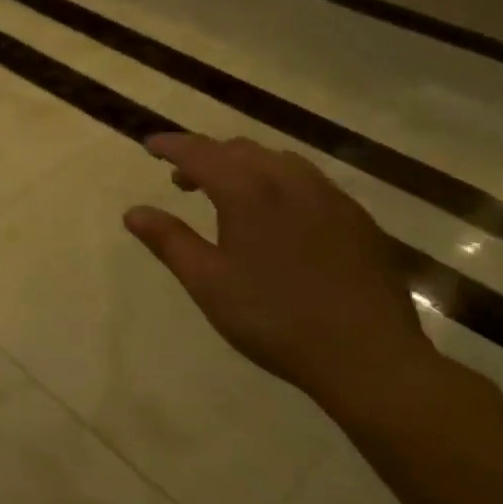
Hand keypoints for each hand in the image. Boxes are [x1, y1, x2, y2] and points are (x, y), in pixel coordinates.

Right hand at [123, 133, 438, 415]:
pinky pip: (310, 182)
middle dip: (206, 156)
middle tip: (183, 181)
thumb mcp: (207, 283)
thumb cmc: (274, 318)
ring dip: (245, 166)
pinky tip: (281, 216)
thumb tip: (133, 212)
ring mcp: (330, 198)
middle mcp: (289, 182)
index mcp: (248, 193)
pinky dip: (280, 182)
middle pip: (240, 150)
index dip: (172, 145)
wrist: (369, 357)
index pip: (200, 152)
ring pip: (278, 161)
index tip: (150, 145)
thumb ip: (169, 241)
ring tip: (231, 194)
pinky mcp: (358, 220)